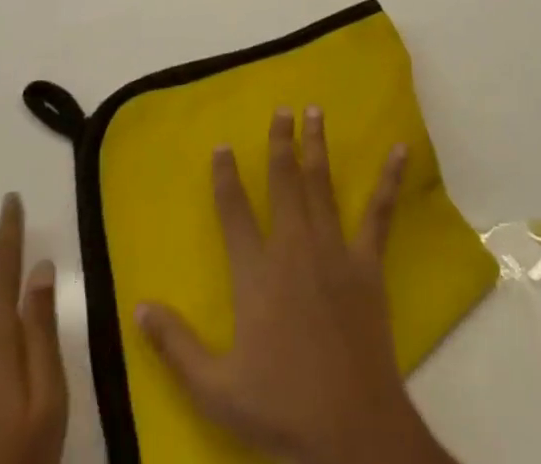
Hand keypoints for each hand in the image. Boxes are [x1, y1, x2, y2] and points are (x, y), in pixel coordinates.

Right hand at [136, 107, 457, 463]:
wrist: (350, 430)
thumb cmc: (280, 408)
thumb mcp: (214, 388)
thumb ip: (175, 345)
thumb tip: (139, 306)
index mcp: (256, 273)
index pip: (234, 212)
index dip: (226, 177)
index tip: (222, 146)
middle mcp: (293, 247)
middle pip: (283, 182)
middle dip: (280, 142)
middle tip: (282, 109)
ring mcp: (333, 250)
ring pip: (322, 185)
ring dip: (318, 146)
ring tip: (316, 111)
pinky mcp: (367, 263)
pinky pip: (379, 214)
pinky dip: (389, 180)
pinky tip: (401, 150)